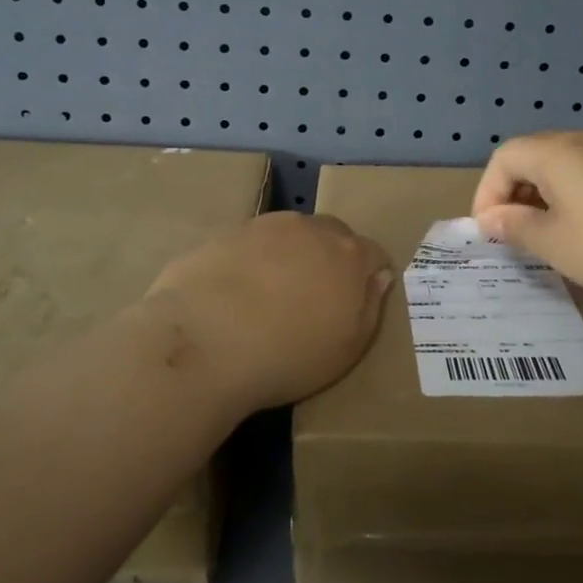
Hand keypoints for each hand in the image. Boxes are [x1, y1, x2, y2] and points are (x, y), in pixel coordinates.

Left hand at [145, 212, 393, 413]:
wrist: (205, 344)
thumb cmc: (288, 356)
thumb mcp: (347, 348)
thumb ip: (370, 306)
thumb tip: (378, 276)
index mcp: (348, 255)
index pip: (373, 254)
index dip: (367, 277)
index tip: (354, 303)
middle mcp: (310, 228)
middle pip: (332, 235)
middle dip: (329, 259)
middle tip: (312, 298)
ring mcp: (264, 226)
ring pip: (288, 234)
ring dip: (288, 255)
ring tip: (268, 296)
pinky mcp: (224, 233)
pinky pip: (249, 243)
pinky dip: (249, 261)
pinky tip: (233, 294)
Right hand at [472, 132, 582, 301]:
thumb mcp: (554, 244)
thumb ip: (515, 227)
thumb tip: (491, 218)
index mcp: (554, 153)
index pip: (503, 158)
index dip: (487, 193)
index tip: (490, 231)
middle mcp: (582, 140)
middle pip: (531, 155)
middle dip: (514, 192)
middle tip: (514, 232)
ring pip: (562, 164)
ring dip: (543, 194)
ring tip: (547, 232)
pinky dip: (573, 194)